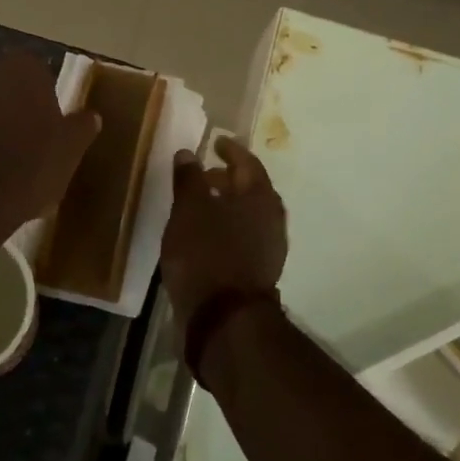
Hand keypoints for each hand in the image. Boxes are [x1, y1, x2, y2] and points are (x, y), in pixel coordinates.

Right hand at [160, 135, 287, 332]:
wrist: (223, 319)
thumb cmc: (206, 254)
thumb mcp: (189, 210)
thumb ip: (189, 179)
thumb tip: (189, 153)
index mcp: (260, 197)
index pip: (248, 162)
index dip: (231, 150)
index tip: (216, 141)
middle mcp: (271, 219)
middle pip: (250, 189)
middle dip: (227, 178)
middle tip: (203, 173)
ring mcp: (268, 247)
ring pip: (246, 215)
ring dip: (225, 204)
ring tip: (198, 204)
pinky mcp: (257, 270)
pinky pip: (242, 236)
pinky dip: (225, 227)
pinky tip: (203, 234)